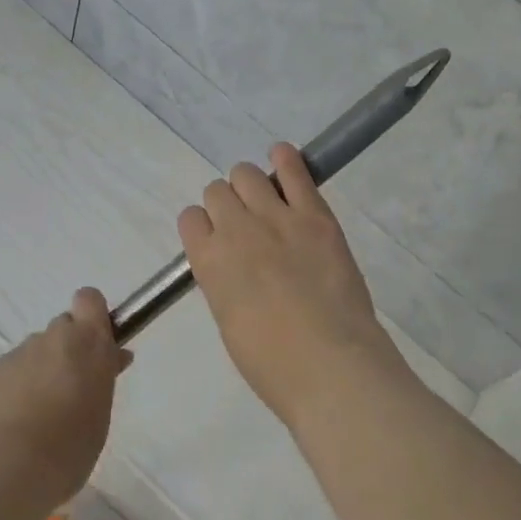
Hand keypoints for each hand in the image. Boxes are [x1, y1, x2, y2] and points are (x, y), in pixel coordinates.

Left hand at [0, 288, 128, 507]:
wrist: (1, 472)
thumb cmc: (68, 449)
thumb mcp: (100, 417)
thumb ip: (103, 381)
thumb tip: (111, 360)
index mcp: (89, 342)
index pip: (90, 300)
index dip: (91, 316)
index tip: (95, 345)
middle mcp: (52, 338)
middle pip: (61, 329)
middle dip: (65, 352)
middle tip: (66, 392)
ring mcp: (16, 354)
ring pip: (32, 355)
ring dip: (36, 374)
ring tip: (32, 421)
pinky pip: (4, 376)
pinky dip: (6, 393)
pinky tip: (3, 428)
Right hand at [179, 143, 412, 431]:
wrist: (330, 363)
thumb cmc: (273, 364)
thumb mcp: (230, 323)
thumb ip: (225, 283)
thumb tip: (234, 266)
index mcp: (208, 262)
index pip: (190, 219)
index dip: (204, 226)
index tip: (218, 238)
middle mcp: (235, 229)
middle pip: (217, 191)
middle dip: (227, 204)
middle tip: (247, 225)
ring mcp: (276, 217)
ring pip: (247, 174)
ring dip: (251, 184)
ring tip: (266, 198)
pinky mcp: (314, 213)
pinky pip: (294, 170)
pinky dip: (286, 159)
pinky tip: (283, 156)